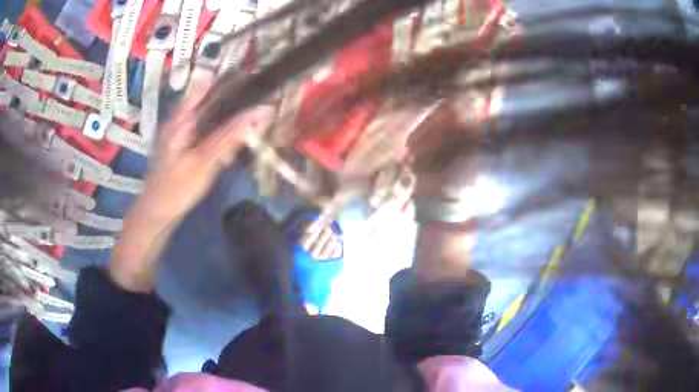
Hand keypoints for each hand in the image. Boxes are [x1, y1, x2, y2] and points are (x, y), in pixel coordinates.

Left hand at [110, 84, 272, 292]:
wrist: (156, 213)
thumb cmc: (177, 188)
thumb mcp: (204, 162)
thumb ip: (230, 136)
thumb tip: (261, 112)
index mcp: (182, 117)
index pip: (210, 84)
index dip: (233, 77)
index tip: (257, 76)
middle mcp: (181, 117)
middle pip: (211, 96)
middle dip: (236, 95)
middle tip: (261, 100)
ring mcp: (182, 130)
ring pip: (210, 112)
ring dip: (231, 111)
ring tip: (255, 115)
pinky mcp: (185, 143)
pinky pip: (207, 128)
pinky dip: (222, 128)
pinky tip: (235, 137)